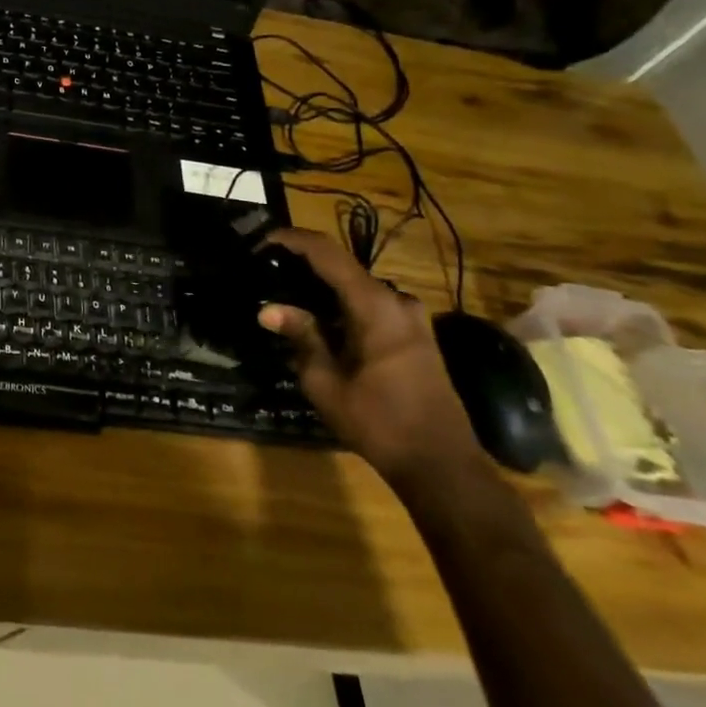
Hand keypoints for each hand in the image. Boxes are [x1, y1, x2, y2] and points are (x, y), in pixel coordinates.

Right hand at [257, 229, 485, 492]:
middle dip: (305, 264)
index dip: (294, 240)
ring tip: (288, 296)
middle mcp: (398, 302)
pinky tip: (321, 322)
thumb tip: (268, 309)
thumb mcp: (326, 382)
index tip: (263, 241)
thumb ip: (301, 337)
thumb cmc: (378, 422)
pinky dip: (343, 305)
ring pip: (358, 288)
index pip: (328, 254)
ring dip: (324, 288)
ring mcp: (413, 318)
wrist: (442, 465)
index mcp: (375, 306)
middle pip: (344, 268)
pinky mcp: (417, 336)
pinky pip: (373, 305)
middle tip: (269, 272)